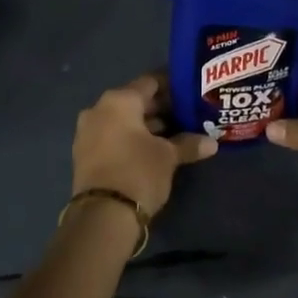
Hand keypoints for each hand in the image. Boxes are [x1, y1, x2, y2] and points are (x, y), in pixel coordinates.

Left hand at [71, 74, 215, 219]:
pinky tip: (152, 150)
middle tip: (186, 115)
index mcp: (118, 100)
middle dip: (160, 109)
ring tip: (174, 134)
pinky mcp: (85, 154)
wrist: (102, 215)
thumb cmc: (138, 172)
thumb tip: (211, 142)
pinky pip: (112, 136)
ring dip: (146, 126)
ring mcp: (88, 132)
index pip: (150, 82)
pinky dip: (131, 139)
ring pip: (123, 120)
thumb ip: (188, 144)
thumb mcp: (168, 157)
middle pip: (135, 101)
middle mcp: (99, 109)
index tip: (190, 93)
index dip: (171, 86)